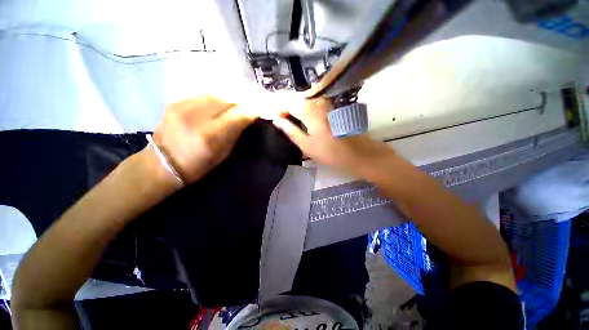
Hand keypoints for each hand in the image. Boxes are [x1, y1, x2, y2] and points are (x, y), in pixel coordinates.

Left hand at [153, 96, 256, 183]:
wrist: (161, 163)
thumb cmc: (197, 165)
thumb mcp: (223, 154)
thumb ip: (235, 133)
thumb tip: (246, 118)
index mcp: (209, 135)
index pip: (237, 115)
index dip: (250, 112)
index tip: (257, 111)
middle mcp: (195, 117)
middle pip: (226, 100)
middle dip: (240, 103)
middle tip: (246, 107)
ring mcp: (182, 106)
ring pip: (214, 94)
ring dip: (227, 99)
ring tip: (233, 106)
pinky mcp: (174, 102)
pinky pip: (202, 95)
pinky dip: (214, 99)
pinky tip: (216, 106)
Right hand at [272, 98, 394, 177]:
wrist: (359, 153)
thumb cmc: (331, 153)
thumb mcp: (307, 146)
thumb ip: (291, 131)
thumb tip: (277, 120)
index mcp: (309, 111)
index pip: (287, 102)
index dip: (278, 108)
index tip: (273, 117)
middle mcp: (318, 101)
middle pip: (296, 98)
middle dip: (285, 106)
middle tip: (280, 118)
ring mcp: (327, 102)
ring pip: (305, 99)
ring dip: (295, 106)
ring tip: (289, 117)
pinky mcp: (333, 106)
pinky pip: (314, 102)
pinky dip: (305, 108)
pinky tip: (303, 117)